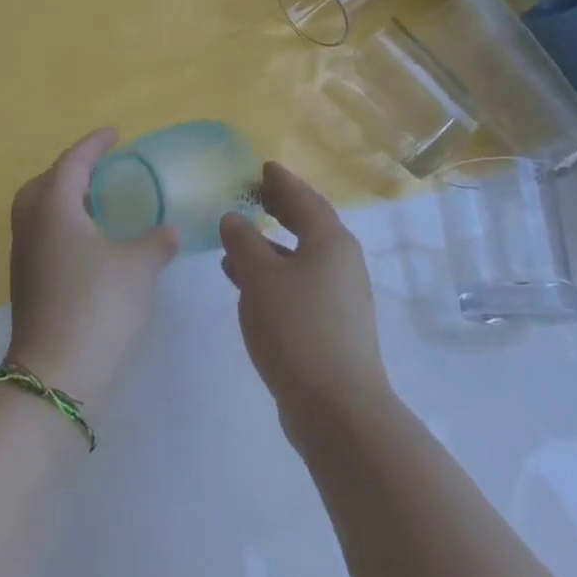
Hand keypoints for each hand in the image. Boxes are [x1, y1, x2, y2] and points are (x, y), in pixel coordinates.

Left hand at [6, 128, 177, 406]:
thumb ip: (156, 241)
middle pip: (45, 183)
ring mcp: (24, 257)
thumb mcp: (138, 267)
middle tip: (101, 172)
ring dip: (67, 202)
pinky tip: (93, 246)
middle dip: (71, 172)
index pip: (73, 162)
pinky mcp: (27, 284)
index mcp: (54, 208)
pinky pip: (44, 237)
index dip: (94, 145)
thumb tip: (168, 231)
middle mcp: (32, 225)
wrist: (57, 378)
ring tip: (100, 206)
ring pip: (41, 212)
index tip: (114, 134)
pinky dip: (65, 229)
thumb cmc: (99, 306)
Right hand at [220, 163, 392, 443]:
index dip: (282, 181)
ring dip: (271, 246)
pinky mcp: (334, 326)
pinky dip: (275, 274)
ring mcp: (341, 297)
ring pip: (302, 257)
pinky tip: (248, 286)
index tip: (264, 167)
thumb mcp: (259, 278)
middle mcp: (342, 262)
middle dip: (280, 210)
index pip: (304, 198)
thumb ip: (243, 242)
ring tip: (237, 242)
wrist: (338, 409)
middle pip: (309, 225)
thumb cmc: (297, 329)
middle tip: (254, 196)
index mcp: (330, 241)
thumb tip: (234, 218)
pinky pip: (301, 284)